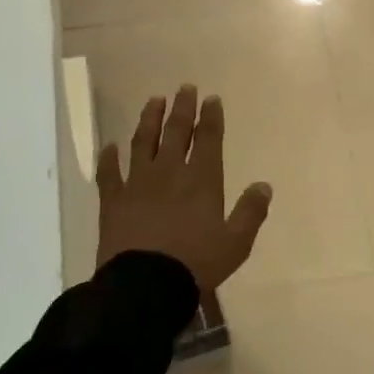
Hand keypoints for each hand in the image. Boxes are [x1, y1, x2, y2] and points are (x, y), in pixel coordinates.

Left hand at [97, 84, 272, 291]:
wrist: (144, 285)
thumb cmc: (195, 264)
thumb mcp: (236, 243)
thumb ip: (251, 212)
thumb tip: (264, 185)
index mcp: (202, 181)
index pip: (208, 140)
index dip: (211, 117)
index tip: (211, 99)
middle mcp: (169, 173)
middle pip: (176, 132)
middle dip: (182, 109)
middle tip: (185, 88)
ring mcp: (138, 184)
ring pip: (143, 142)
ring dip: (149, 120)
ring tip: (154, 101)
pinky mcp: (113, 201)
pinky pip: (109, 173)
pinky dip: (108, 157)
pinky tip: (109, 146)